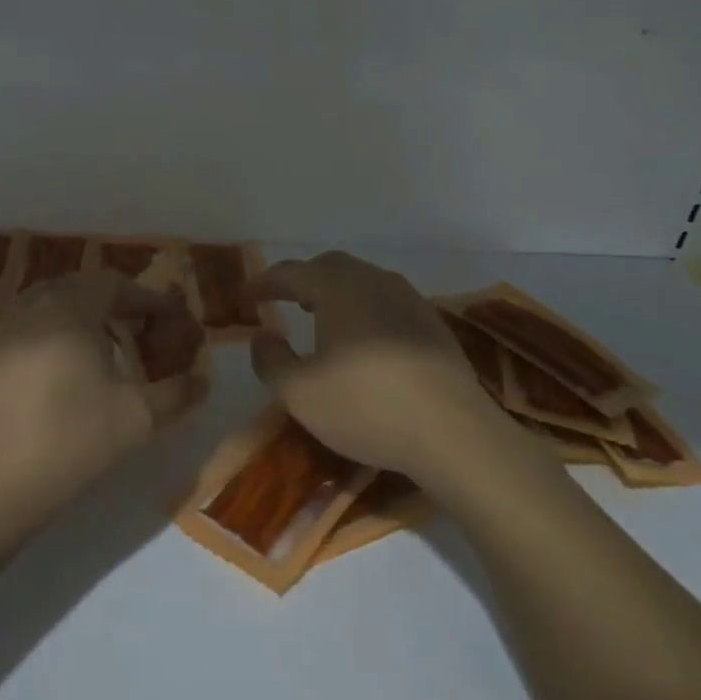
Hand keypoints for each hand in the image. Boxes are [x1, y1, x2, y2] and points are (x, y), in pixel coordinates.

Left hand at [0, 272, 206, 530]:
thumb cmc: (70, 442)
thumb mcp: (137, 419)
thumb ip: (177, 394)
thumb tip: (202, 380)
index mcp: (70, 310)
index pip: (117, 284)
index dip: (150, 299)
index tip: (174, 320)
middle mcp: (33, 307)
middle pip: (83, 287)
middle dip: (118, 303)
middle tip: (144, 329)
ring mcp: (4, 330)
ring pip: (52, 303)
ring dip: (86, 315)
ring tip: (109, 347)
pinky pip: (30, 326)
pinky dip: (57, 332)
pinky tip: (68, 370)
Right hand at [246, 251, 506, 482]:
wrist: (454, 432)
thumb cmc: (366, 406)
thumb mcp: (300, 393)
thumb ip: (271, 360)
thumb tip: (261, 337)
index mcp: (338, 288)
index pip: (292, 272)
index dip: (265, 282)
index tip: (246, 295)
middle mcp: (375, 281)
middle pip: (331, 267)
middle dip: (303, 279)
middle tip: (285, 300)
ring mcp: (410, 300)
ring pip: (363, 282)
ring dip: (336, 293)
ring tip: (321, 318)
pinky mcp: (432, 324)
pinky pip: (387, 302)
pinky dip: (364, 310)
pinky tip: (364, 341)